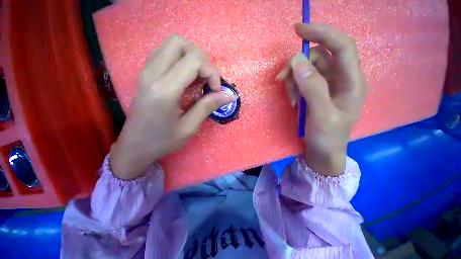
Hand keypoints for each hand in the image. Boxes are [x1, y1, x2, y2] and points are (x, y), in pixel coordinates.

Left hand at [110, 35, 237, 179]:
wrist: (135, 146)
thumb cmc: (163, 141)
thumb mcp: (189, 127)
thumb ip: (208, 106)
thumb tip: (230, 96)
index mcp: (165, 89)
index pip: (194, 60)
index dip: (212, 72)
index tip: (216, 90)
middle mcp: (153, 73)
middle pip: (180, 43)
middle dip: (202, 58)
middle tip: (208, 79)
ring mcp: (146, 71)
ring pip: (172, 44)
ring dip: (192, 57)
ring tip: (200, 77)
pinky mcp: (146, 73)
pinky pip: (165, 53)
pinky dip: (181, 59)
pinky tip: (187, 77)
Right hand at [277, 23, 366, 176]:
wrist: (322, 152)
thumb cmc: (327, 138)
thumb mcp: (321, 115)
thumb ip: (313, 88)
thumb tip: (297, 62)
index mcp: (352, 82)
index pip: (342, 46)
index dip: (322, 33)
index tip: (298, 29)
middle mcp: (341, 79)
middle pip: (318, 57)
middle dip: (298, 66)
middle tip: (282, 80)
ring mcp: (326, 85)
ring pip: (306, 69)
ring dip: (293, 80)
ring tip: (290, 99)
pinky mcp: (314, 92)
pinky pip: (301, 81)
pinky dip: (293, 87)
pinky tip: (292, 101)